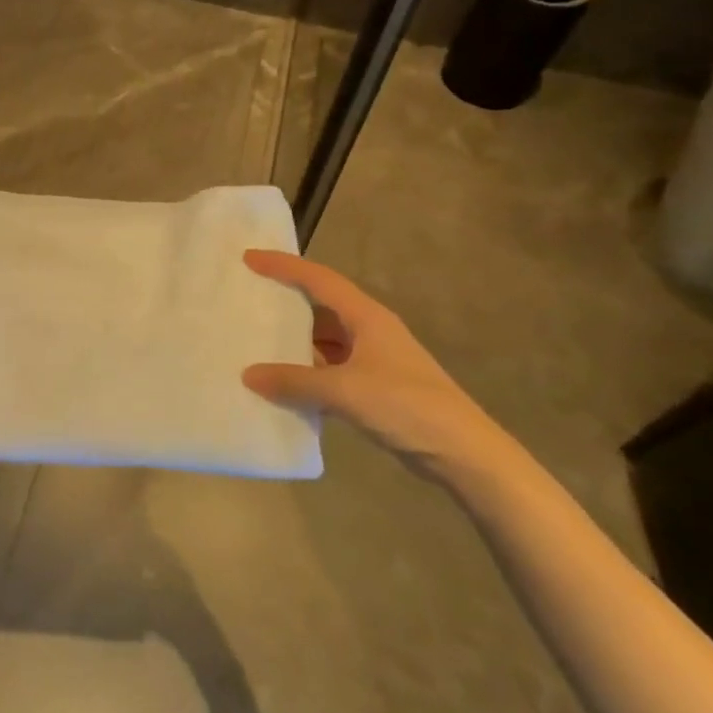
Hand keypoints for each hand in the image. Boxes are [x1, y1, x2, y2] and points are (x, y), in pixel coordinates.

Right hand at [241, 249, 512, 482]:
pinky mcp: (375, 387)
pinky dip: (307, 371)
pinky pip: (330, 369)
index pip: (319, 280)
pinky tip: (284, 383)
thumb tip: (249, 375)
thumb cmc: (406, 406)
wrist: (463, 453)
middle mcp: (370, 331)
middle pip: (321, 306)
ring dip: (295, 341)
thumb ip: (295, 381)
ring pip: (325, 340)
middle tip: (249, 298)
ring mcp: (374, 360)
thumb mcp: (344, 391)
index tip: (250, 258)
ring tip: (256, 341)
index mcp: (367, 317)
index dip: (284, 266)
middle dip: (286, 301)